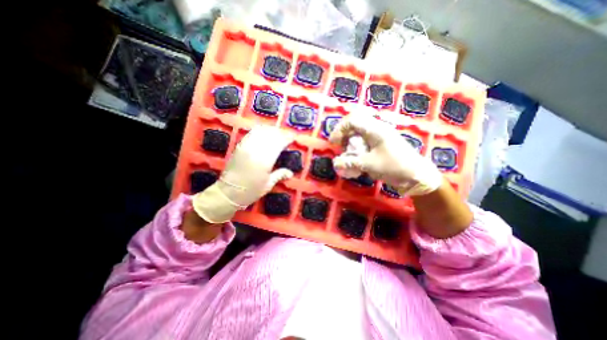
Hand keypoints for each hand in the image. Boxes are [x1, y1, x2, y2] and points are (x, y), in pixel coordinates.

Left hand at [190, 125, 292, 222]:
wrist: (228, 192)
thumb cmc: (251, 191)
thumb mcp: (268, 184)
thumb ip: (280, 175)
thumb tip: (291, 173)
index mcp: (265, 161)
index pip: (279, 143)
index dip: (287, 138)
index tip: (292, 138)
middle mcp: (256, 150)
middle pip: (271, 135)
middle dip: (280, 133)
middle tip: (286, 136)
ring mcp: (246, 147)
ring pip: (261, 132)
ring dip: (270, 131)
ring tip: (276, 134)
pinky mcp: (240, 146)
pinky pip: (251, 134)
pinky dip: (259, 131)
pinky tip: (264, 133)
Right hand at [330, 109, 444, 195]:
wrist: (417, 175)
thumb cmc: (394, 167)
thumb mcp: (370, 165)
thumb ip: (350, 162)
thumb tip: (335, 163)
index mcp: (375, 130)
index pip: (352, 121)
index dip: (339, 130)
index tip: (334, 143)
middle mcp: (378, 129)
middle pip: (355, 124)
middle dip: (344, 134)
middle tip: (341, 146)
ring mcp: (381, 135)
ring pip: (360, 132)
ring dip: (350, 141)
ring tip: (347, 152)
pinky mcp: (382, 143)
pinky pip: (366, 140)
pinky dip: (358, 146)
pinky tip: (357, 156)